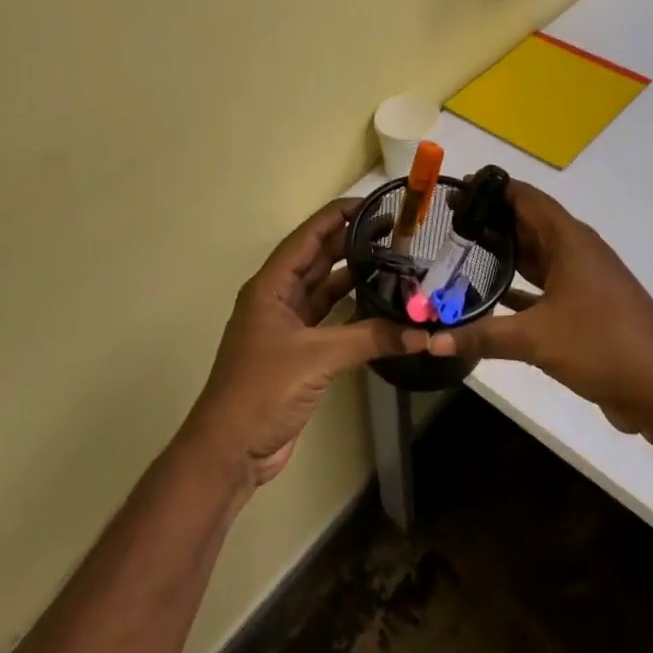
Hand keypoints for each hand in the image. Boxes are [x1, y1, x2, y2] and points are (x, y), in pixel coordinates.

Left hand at [186, 199, 429, 487]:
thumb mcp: (316, 357)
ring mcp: (288, 327)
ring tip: (394, 262)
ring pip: (325, 290)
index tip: (372, 203)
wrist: (231, 449)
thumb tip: (422, 332)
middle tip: (395, 231)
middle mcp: (278, 299)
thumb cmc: (262, 389)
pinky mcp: (299, 354)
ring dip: (354, 276)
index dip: (337, 217)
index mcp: (270, 286)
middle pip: (318, 260)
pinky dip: (353, 312)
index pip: (307, 238)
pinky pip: (331, 321)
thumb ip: (370, 339)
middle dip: (352, 243)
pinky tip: (381, 305)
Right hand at [428, 183, 652, 437]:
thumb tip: (432, 340)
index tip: (456, 189)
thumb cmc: (601, 344)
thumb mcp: (536, 338)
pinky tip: (488, 299)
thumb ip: (482, 335)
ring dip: (503, 256)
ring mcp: (582, 282)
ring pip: (535, 258)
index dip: (492, 190)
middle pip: (528, 225)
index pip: (526, 198)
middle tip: (446, 224)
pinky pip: (543, 288)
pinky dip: (517, 290)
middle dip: (491, 222)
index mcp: (570, 240)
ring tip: (459, 254)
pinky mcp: (585, 310)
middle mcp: (576, 252)